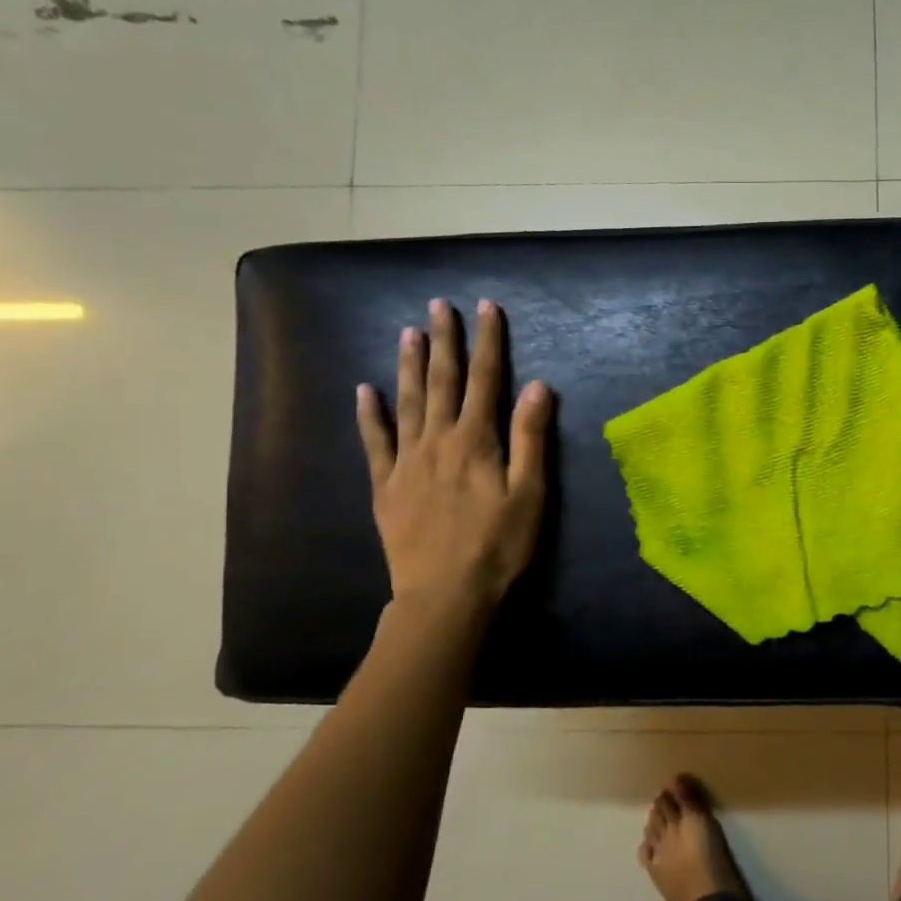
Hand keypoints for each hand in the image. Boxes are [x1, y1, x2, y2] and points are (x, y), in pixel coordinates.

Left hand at [355, 298, 552, 615]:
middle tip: (438, 306)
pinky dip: (369, 415)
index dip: (488, 342)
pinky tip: (364, 392)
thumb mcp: (530, 493)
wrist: (445, 594)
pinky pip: (374, 443)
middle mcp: (438, 440)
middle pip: (442, 381)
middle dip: (444, 341)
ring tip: (408, 333)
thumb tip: (537, 386)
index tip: (486, 308)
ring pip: (407, 402)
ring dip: (408, 366)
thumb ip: (531, 437)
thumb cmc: (498, 545)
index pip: (485, 379)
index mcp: (476, 440)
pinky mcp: (386, 486)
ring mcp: (407, 461)